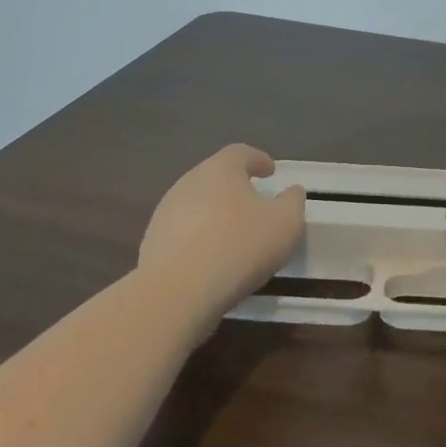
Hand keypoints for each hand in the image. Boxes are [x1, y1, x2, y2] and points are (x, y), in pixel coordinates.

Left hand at [137, 145, 306, 314]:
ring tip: (234, 235)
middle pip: (216, 177)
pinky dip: (200, 238)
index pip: (241, 153)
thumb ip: (293, 202)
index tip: (270, 172)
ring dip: (216, 214)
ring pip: (198, 204)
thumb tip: (291, 192)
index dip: (258, 160)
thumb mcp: (285, 224)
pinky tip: (212, 259)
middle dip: (236, 187)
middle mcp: (189, 182)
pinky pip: (184, 232)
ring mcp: (166, 213)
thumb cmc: (238, 247)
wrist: (175, 294)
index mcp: (221, 169)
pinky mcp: (152, 243)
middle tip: (255, 203)